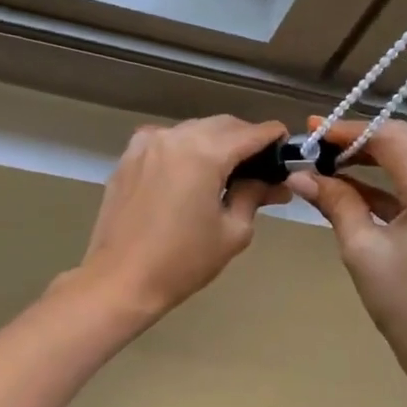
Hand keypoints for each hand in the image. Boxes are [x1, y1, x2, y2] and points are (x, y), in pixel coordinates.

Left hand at [69, 116, 288, 321]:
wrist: (120, 280)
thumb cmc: (183, 261)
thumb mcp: (232, 231)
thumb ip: (254, 196)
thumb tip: (272, 183)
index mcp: (204, 152)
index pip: (250, 133)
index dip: (273, 137)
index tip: (287, 148)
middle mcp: (174, 137)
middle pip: (221, 125)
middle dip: (244, 139)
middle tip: (260, 167)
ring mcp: (146, 144)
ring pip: (192, 130)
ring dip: (214, 143)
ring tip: (226, 173)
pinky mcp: (128, 158)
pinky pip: (165, 143)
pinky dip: (184, 150)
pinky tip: (189, 176)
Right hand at [288, 119, 406, 381]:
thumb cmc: (405, 305)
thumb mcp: (362, 250)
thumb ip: (335, 203)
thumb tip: (299, 175)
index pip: (391, 138)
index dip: (348, 131)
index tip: (311, 133)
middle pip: (405, 142)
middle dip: (358, 141)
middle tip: (315, 147)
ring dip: (371, 159)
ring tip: (327, 165)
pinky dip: (387, 182)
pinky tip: (351, 188)